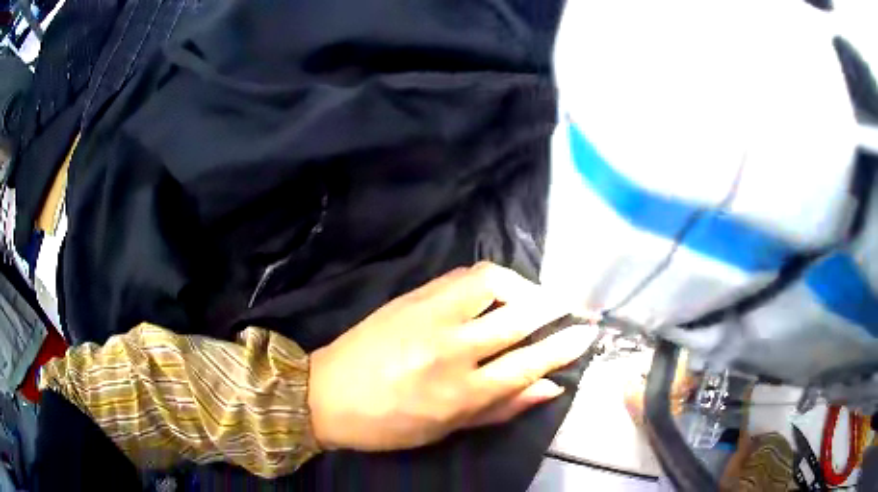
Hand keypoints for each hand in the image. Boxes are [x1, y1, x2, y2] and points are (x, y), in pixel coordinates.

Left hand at [307, 262, 598, 451]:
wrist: (326, 392)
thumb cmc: (388, 424)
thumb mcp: (447, 429)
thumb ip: (503, 408)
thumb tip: (551, 386)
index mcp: (461, 392)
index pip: (530, 362)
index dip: (565, 345)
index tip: (586, 333)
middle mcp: (451, 348)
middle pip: (520, 317)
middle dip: (556, 308)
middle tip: (572, 308)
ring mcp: (429, 315)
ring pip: (492, 282)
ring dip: (524, 286)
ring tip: (533, 299)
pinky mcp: (412, 296)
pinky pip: (462, 276)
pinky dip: (490, 280)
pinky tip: (495, 293)